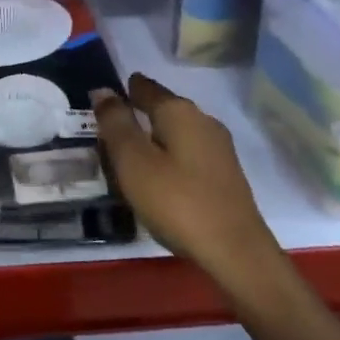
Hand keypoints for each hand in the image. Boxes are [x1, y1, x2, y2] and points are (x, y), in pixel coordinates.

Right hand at [92, 73, 283, 288]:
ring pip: (176, 133)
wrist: (236, 252)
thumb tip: (103, 90)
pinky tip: (158, 179)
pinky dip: (168, 158)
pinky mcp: (225, 175)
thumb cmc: (177, 201)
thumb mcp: (133, 161)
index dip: (122, 90)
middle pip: (162, 109)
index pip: (145, 87)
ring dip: (153, 139)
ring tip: (128, 159)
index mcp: (179, 111)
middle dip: (137, 115)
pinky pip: (187, 154)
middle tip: (108, 133)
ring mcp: (219, 149)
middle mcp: (203, 121)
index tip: (102, 100)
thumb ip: (115, 123)